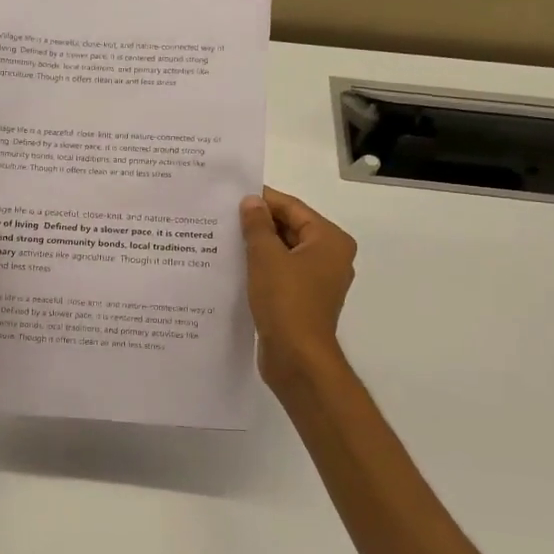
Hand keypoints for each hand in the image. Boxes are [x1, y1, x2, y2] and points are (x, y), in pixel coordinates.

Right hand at [239, 187, 356, 389]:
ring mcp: (318, 281)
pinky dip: (261, 267)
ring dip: (258, 246)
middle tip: (223, 216)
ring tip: (223, 238)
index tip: (231, 195)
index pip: (293, 208)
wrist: (297, 358)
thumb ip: (257, 225)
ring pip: (284, 252)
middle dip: (258, 223)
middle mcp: (330, 257)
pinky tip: (234, 265)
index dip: (263, 200)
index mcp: (330, 240)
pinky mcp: (303, 300)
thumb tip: (251, 201)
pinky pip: (281, 273)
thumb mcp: (265, 256)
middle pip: (291, 229)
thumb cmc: (286, 300)